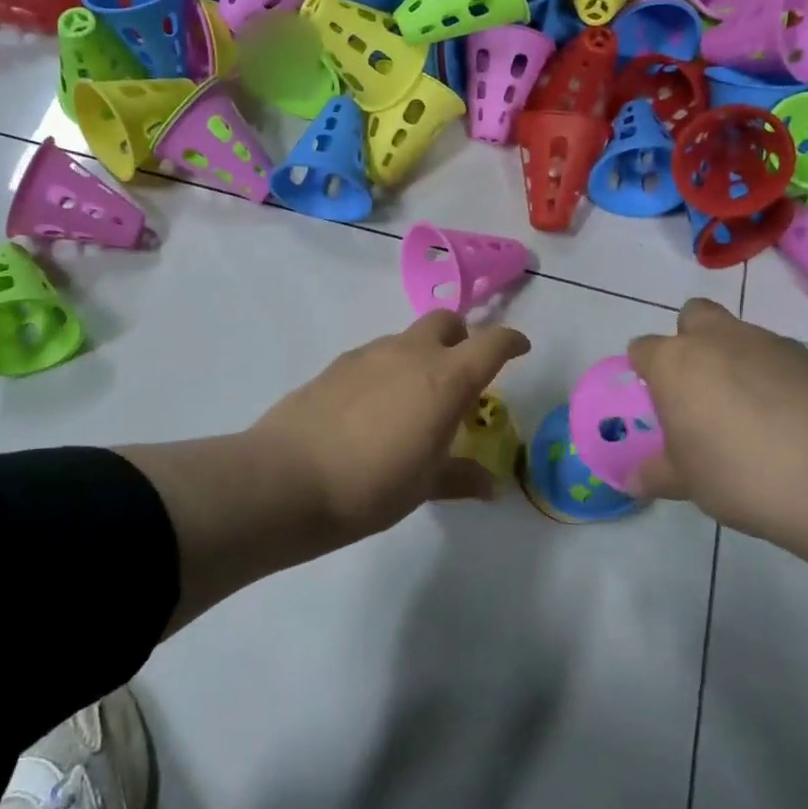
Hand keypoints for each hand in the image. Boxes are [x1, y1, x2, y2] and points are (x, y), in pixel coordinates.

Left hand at [249, 310, 531, 544]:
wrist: (287, 479)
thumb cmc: (371, 486)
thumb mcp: (424, 486)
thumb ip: (460, 477)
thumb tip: (490, 485)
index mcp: (446, 379)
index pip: (492, 342)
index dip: (511, 342)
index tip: (519, 349)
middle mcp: (410, 353)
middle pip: (445, 322)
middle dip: (461, 338)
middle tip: (461, 373)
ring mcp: (368, 354)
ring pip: (406, 338)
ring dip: (420, 355)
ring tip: (413, 399)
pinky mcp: (335, 364)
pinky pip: (374, 355)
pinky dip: (387, 369)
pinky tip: (373, 407)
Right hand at [626, 298, 807, 543]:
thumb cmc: (741, 475)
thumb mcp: (687, 483)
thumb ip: (657, 474)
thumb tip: (635, 481)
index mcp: (675, 363)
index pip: (643, 348)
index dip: (646, 371)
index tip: (657, 402)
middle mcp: (717, 340)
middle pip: (693, 316)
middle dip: (691, 341)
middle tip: (699, 389)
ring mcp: (769, 344)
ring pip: (739, 335)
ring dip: (735, 360)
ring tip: (748, 414)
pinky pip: (779, 359)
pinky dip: (775, 379)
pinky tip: (787, 421)